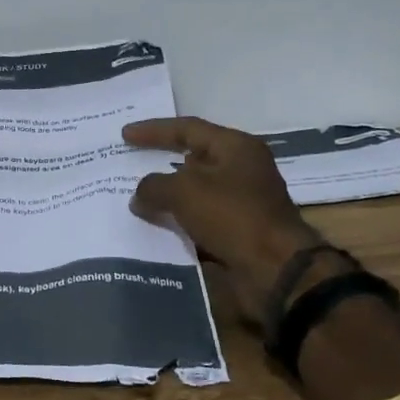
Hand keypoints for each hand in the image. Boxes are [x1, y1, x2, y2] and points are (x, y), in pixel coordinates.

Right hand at [124, 117, 322, 328]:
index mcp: (235, 147)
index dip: (153, 130)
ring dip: (168, 197)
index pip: (187, 128)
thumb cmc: (232, 215)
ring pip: (195, 193)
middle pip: (192, 159)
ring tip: (135, 200)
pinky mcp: (239, 232)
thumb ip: (153, 186)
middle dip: (159, 163)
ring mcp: (242, 202)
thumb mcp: (184, 191)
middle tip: (129, 163)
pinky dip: (179, 223)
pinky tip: (155, 228)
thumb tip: (139, 195)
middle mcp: (241, 169)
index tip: (125, 135)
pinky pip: (200, 220)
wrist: (275, 270)